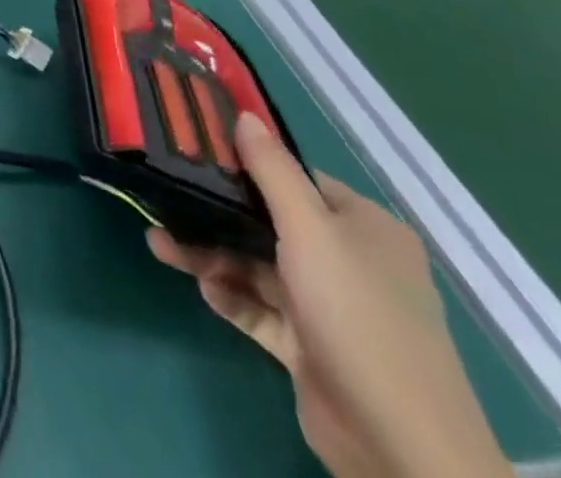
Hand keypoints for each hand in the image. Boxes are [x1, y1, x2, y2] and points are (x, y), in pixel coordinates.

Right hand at [148, 115, 513, 477]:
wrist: (400, 446)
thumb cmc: (356, 314)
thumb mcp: (309, 230)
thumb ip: (272, 171)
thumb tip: (245, 116)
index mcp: (363, 227)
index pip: (298, 179)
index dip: (248, 163)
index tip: (195, 151)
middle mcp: (350, 261)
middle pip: (271, 223)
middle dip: (217, 214)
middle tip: (166, 198)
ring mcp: (331, 308)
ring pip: (258, 266)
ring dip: (212, 255)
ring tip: (160, 245)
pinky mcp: (311, 348)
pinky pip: (261, 309)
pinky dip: (231, 295)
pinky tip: (202, 287)